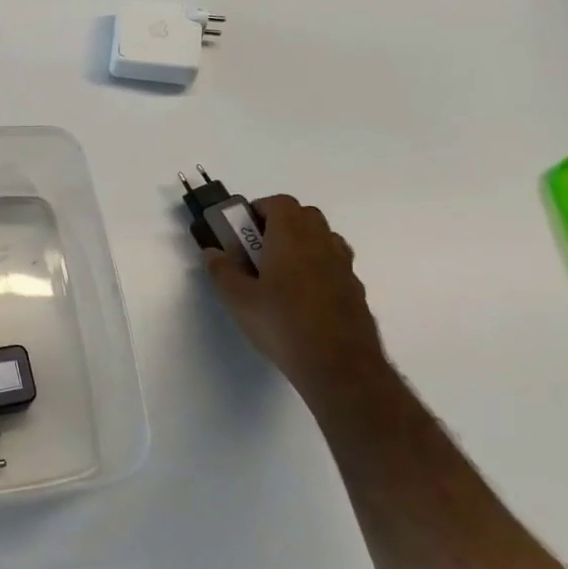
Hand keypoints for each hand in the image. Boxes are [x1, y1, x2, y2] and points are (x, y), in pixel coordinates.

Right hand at [203, 195, 390, 395]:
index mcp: (291, 237)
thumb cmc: (281, 324)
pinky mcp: (355, 290)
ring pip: (323, 239)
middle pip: (304, 215)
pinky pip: (333, 265)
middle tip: (257, 248)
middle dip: (280, 223)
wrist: (338, 366)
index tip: (242, 229)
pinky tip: (302, 298)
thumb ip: (222, 271)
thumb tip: (212, 251)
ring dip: (301, 244)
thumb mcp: (238, 299)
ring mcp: (343, 266)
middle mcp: (321, 243)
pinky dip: (317, 267)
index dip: (259, 209)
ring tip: (280, 273)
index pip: (279, 203)